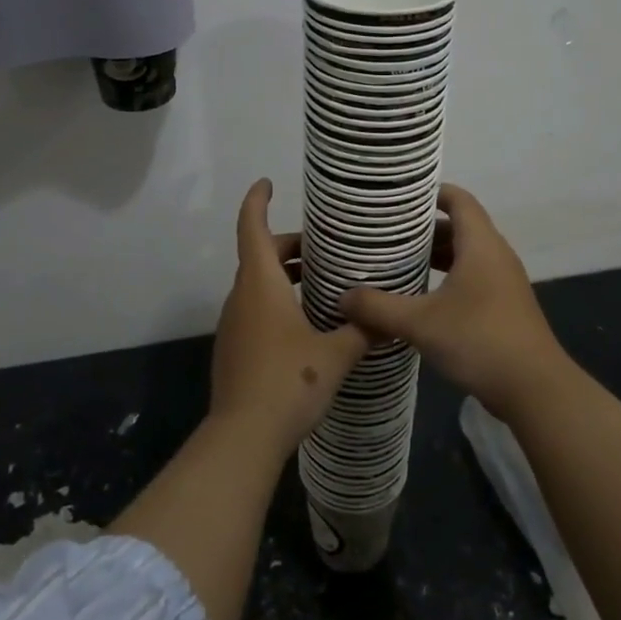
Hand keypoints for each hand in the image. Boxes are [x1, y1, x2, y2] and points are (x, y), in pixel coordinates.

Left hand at [211, 179, 369, 460]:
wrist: (243, 435)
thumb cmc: (288, 381)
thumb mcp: (335, 354)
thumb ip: (362, 331)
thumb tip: (387, 318)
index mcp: (261, 284)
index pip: (251, 227)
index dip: (257, 201)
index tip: (267, 183)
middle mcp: (242, 296)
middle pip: (259, 255)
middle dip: (289, 245)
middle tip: (324, 249)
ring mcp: (233, 323)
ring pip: (257, 283)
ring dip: (284, 275)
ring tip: (321, 282)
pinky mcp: (233, 347)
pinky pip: (254, 308)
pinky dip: (276, 300)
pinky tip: (306, 322)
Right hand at [339, 184, 568, 422]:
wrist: (535, 389)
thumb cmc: (479, 340)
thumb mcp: (420, 323)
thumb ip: (378, 308)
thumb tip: (342, 298)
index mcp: (480, 245)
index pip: (458, 199)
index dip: (431, 192)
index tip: (399, 197)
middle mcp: (496, 255)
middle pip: (460, 226)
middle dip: (425, 227)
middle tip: (387, 232)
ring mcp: (504, 282)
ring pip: (467, 254)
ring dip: (436, 254)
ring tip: (399, 261)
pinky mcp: (505, 306)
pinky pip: (473, 277)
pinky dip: (448, 277)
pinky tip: (423, 297)